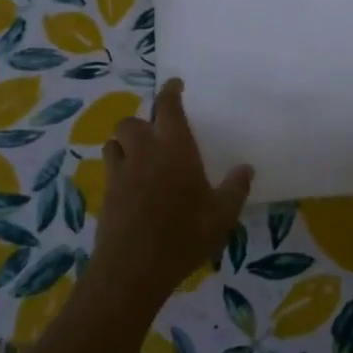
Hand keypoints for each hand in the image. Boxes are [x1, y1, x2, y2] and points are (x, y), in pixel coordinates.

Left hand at [90, 78, 252, 310]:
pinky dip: (118, 170)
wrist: (134, 268)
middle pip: (130, 122)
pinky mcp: (106, 195)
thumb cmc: (184, 234)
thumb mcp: (222, 214)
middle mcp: (144, 152)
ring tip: (138, 157)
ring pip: (113, 143)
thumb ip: (235, 188)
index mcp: (174, 147)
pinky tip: (131, 188)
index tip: (174, 85)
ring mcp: (120, 173)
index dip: (170, 92)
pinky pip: (109, 171)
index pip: (167, 106)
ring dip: (124, 144)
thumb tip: (246, 168)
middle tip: (155, 135)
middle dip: (141, 123)